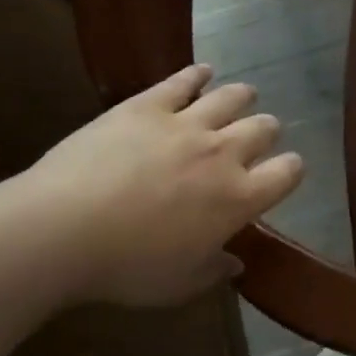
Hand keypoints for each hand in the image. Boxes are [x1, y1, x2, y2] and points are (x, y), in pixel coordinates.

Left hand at [18, 64, 303, 306]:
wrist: (64, 229)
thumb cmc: (126, 267)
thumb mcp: (177, 284)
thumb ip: (213, 270)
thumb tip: (235, 263)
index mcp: (238, 198)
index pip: (286, 174)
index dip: (291, 170)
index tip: (286, 171)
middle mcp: (223, 153)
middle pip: (263, 128)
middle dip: (267, 130)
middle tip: (260, 134)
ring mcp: (186, 124)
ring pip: (231, 97)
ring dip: (242, 97)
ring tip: (244, 95)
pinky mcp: (148, 105)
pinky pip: (182, 81)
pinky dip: (197, 74)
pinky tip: (202, 71)